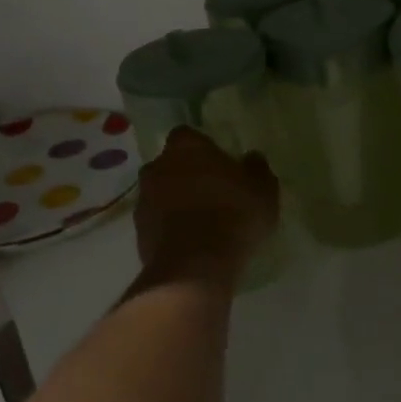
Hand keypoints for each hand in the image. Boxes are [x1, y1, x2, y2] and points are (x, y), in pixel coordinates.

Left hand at [131, 127, 279, 291]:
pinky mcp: (138, 232)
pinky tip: (190, 244)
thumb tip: (251, 158)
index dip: (202, 149)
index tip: (218, 164)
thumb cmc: (232, 214)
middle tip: (210, 193)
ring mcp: (143, 200)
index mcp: (185, 146)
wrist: (195, 266)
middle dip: (185, 175)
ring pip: (160, 194)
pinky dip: (169, 229)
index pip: (188, 136)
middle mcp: (157, 166)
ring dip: (175, 203)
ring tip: (201, 223)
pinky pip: (156, 223)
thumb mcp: (262, 190)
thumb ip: (256, 168)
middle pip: (170, 164)